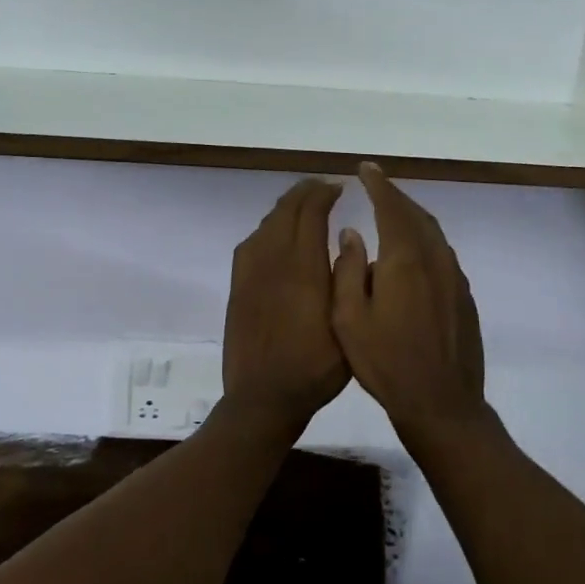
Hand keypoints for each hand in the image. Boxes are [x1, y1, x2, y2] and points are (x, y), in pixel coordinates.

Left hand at [220, 179, 350, 437]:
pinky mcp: (238, 284)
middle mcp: (273, 260)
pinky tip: (278, 236)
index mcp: (302, 267)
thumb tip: (346, 236)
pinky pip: (252, 241)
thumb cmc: (314, 366)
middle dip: (304, 193)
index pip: (310, 212)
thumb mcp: (346, 325)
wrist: (262, 396)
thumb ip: (346, 277)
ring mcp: (250, 271)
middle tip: (322, 188)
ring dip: (286, 208)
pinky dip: (269, 227)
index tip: (338, 187)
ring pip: (267, 223)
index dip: (324, 194)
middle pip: (285, 210)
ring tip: (303, 206)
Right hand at [332, 163, 486, 447]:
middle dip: (395, 196)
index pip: (391, 207)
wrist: (442, 404)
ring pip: (433, 233)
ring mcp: (454, 277)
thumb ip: (348, 270)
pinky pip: (442, 253)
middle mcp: (435, 259)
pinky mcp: (464, 296)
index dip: (378, 184)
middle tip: (376, 185)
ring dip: (411, 216)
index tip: (365, 168)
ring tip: (392, 212)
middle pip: (415, 214)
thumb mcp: (348, 319)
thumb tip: (352, 234)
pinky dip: (425, 239)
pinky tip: (413, 252)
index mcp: (405, 260)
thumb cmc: (386, 363)